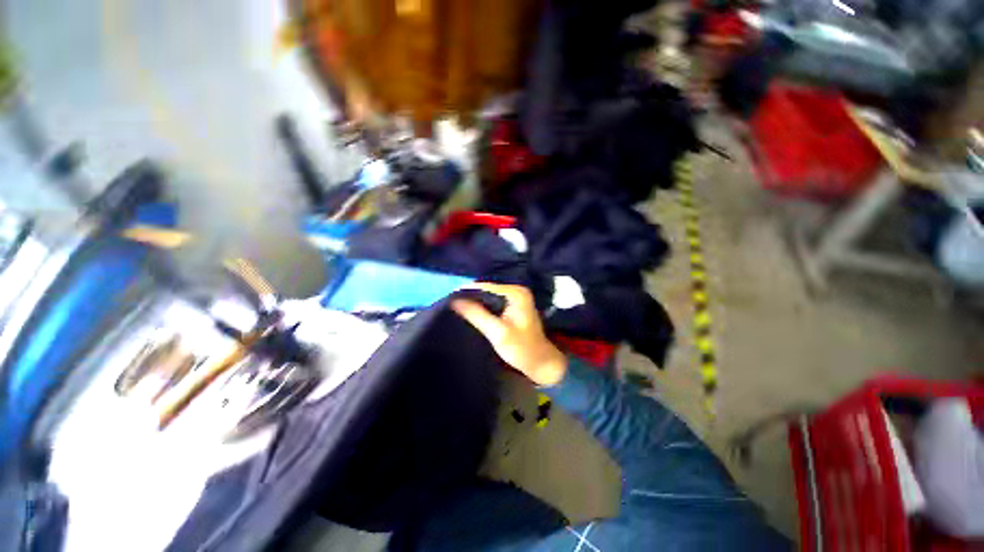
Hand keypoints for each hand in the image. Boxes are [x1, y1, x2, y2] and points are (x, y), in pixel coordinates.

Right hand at [451, 283, 566, 386]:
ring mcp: (517, 298)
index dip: (467, 291)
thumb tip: (454, 300)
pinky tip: (472, 312)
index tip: (449, 297)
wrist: (540, 362)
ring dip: (476, 302)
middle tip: (452, 304)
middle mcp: (517, 290)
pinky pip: (494, 302)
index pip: (486, 286)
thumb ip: (476, 314)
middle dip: (471, 296)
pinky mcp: (514, 306)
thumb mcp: (497, 332)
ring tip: (458, 307)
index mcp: (516, 293)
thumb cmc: (521, 348)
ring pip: (490, 296)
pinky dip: (484, 307)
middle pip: (488, 289)